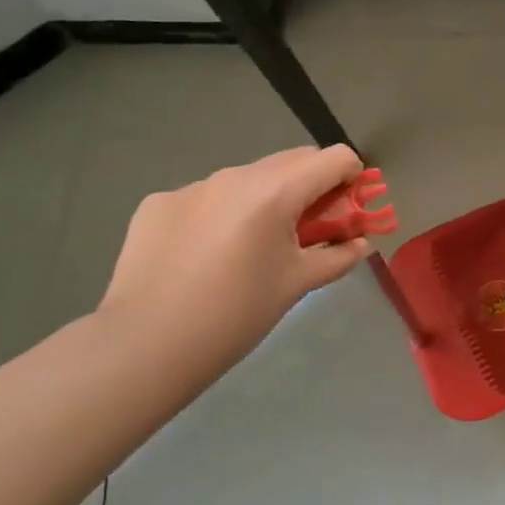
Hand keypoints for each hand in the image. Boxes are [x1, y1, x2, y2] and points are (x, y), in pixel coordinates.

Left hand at [99, 145, 373, 350]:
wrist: (144, 347)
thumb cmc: (235, 315)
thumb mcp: (297, 284)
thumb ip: (338, 256)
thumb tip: (361, 243)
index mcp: (275, 191)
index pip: (335, 157)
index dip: (352, 178)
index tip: (348, 209)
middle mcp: (235, 175)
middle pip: (293, 160)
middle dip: (311, 186)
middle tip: (308, 229)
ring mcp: (192, 186)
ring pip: (248, 178)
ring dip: (265, 198)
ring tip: (251, 247)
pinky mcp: (157, 203)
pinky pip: (206, 197)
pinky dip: (220, 214)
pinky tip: (205, 254)